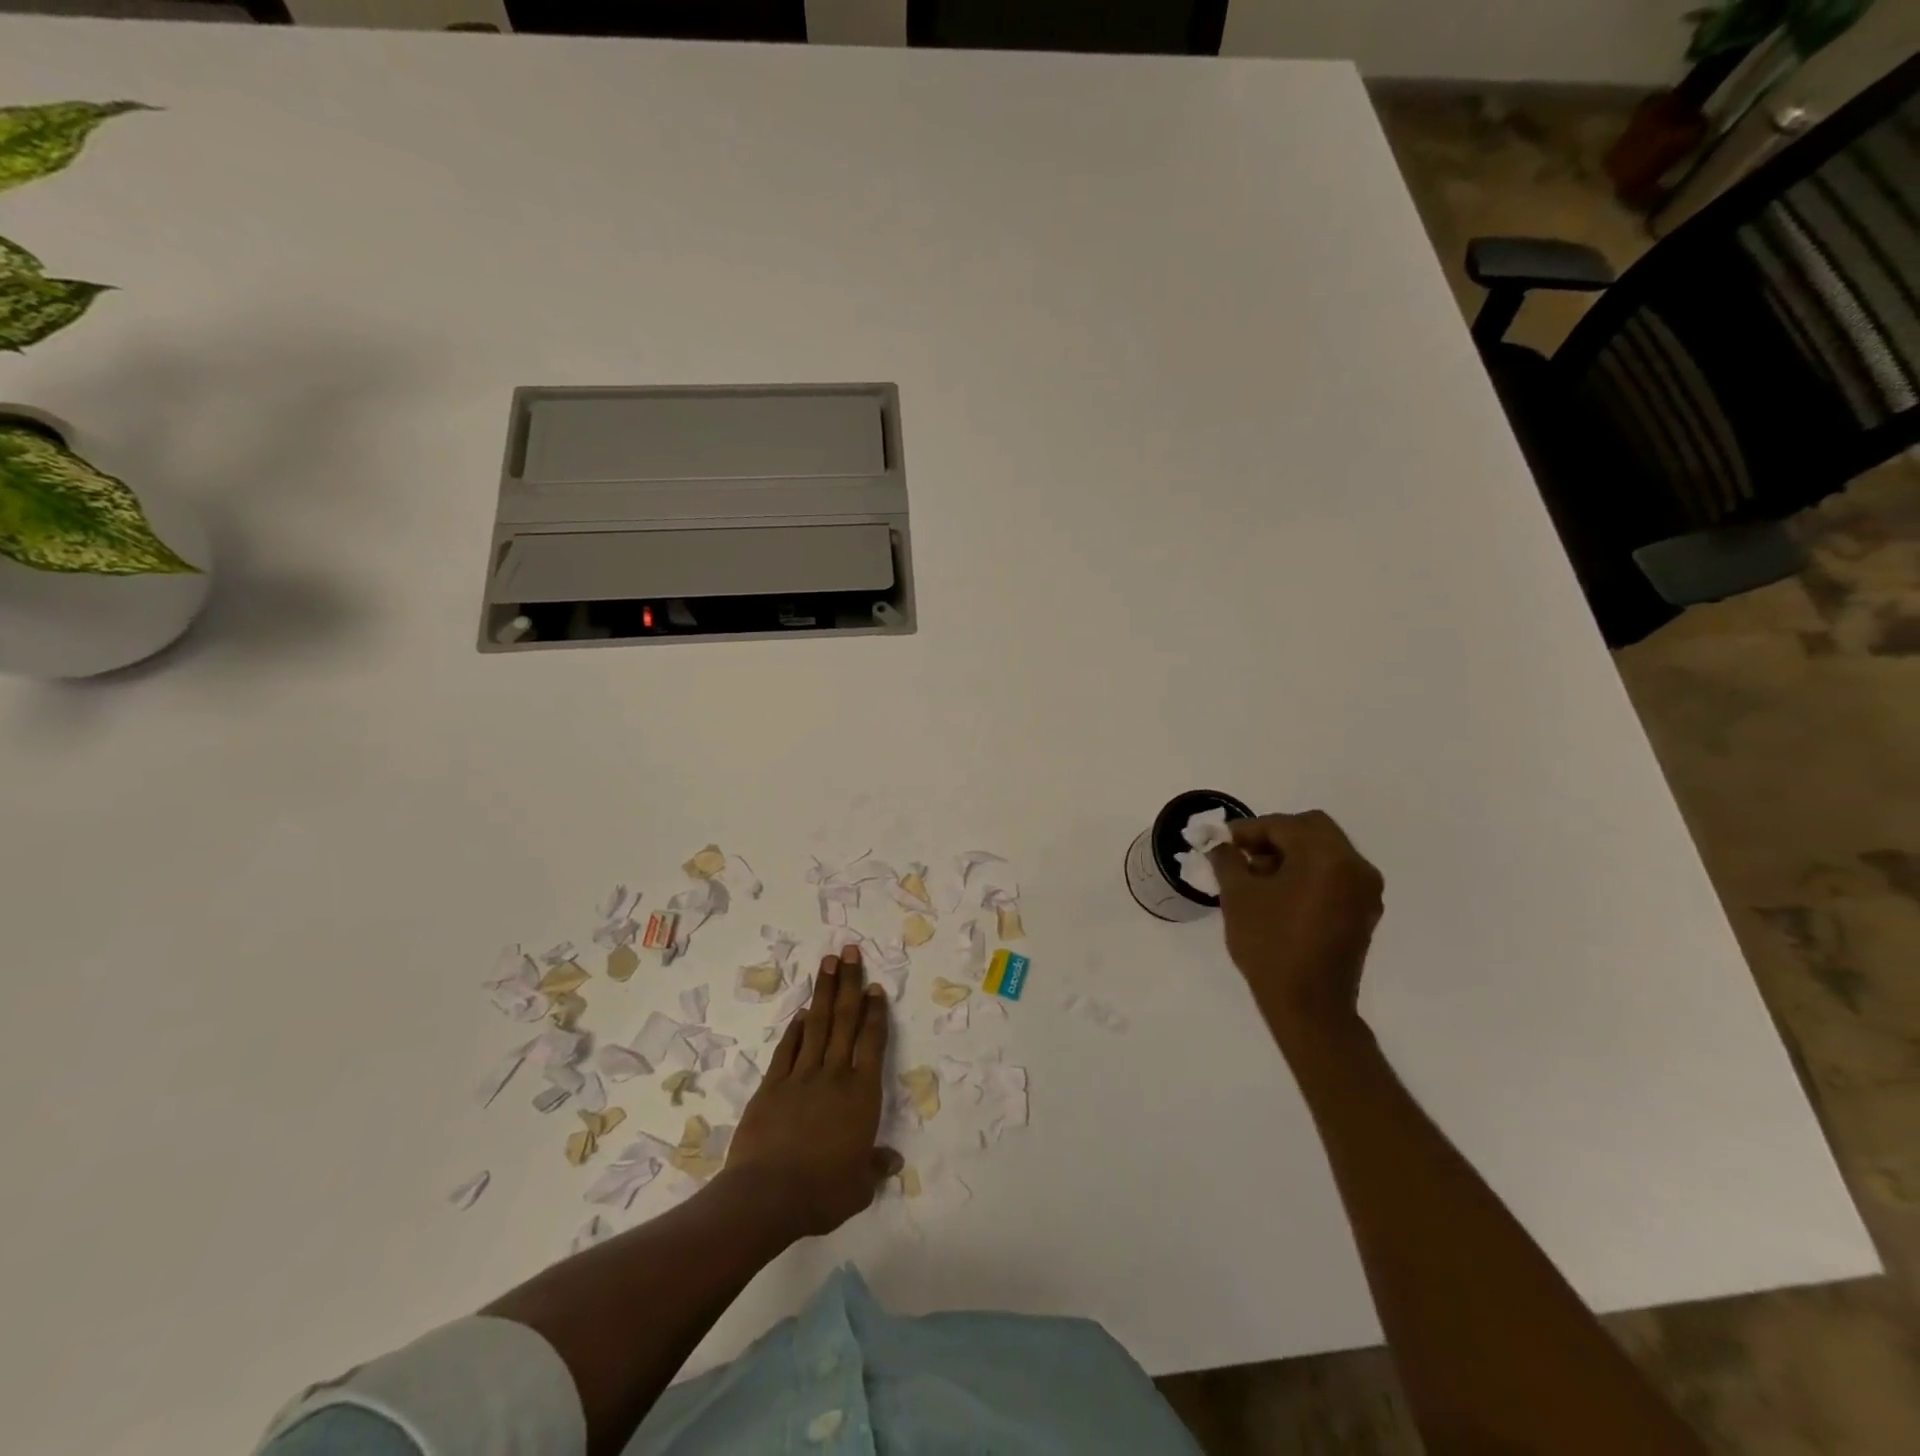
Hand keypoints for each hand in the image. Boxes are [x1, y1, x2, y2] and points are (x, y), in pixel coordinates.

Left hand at [724, 946, 900, 1238]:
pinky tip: (800, 1013)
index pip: (872, 1042)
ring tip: (828, 962)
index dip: (875, 1013)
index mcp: (861, 1094)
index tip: (875, 987)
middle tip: (850, 951)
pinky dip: (794, 1029)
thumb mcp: (859, 1187)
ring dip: (823, 992)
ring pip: (816, 1025)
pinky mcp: (772, 1085)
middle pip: (844, 1020)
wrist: (767, 1196)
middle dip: (849, 983)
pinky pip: (787, 1049)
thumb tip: (894, 1162)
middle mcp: (834, 1075)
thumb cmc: (823, 1192)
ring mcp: (801, 1076)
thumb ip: (875, 1167)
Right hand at [1208, 810, 1383, 1046]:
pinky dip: (1308, 873)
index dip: (1248, 829)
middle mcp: (1355, 866)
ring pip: (1325, 851)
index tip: (1221, 841)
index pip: (1283, 825)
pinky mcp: (1364, 911)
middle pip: (1312, 829)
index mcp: (1327, 857)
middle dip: (1274, 836)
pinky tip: (1280, 894)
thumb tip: (1219, 844)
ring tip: (1257, 877)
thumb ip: (1227, 859)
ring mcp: (1365, 890)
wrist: (1309, 1006)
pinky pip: (1335, 875)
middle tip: (1242, 854)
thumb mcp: (1238, 896)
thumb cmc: (1270, 945)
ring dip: (1291, 853)